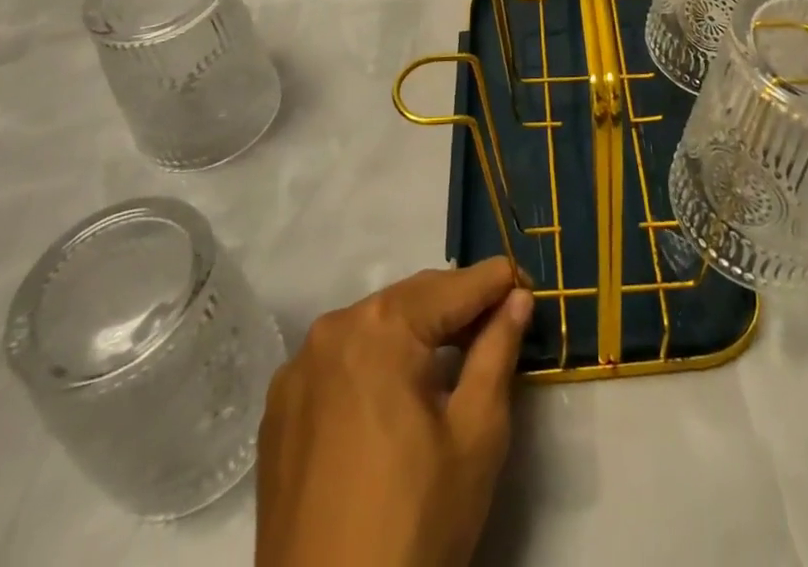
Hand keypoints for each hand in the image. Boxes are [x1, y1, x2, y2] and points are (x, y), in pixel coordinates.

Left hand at [255, 258, 533, 566]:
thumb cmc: (415, 524)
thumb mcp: (476, 434)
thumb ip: (498, 351)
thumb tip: (517, 297)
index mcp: (382, 326)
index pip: (455, 286)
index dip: (498, 282)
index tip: (529, 285)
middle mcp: (333, 328)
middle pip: (411, 299)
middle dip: (457, 305)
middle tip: (500, 321)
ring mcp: (298, 368)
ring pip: (374, 326)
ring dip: (416, 332)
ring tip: (454, 357)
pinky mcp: (278, 409)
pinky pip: (341, 362)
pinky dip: (375, 363)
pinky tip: (396, 396)